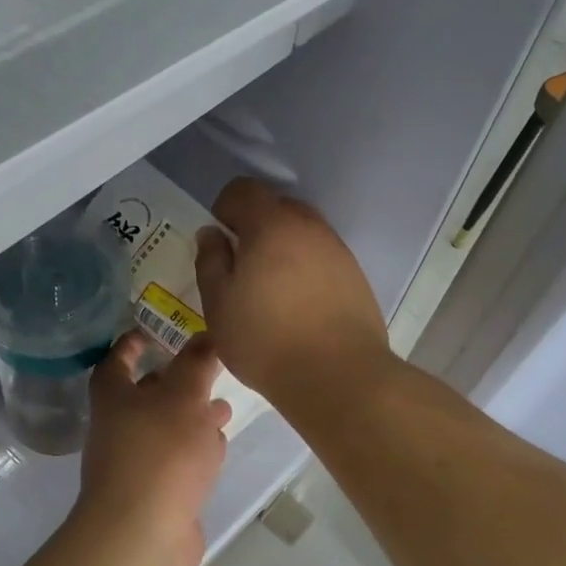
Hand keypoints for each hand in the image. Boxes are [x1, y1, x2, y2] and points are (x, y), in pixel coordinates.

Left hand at [71, 331, 230, 565]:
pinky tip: (217, 449)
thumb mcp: (184, 397)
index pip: (116, 363)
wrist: (143, 535)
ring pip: (166, 432)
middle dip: (175, 384)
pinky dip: (195, 452)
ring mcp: (136, 467)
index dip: (130, 346)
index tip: (148, 332)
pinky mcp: (156, 496)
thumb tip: (207, 335)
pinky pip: (176, 464)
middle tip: (206, 372)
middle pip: (144, 399)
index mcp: (114, 399)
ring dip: (191, 419)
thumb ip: (197, 364)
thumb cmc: (160, 453)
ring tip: (224, 409)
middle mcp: (118, 430)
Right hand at [194, 178, 392, 411]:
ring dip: (282, 250)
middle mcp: (310, 227)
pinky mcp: (355, 277)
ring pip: (302, 234)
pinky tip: (298, 307)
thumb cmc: (265, 340)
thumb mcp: (218, 304)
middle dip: (255, 228)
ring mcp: (338, 251)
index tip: (219, 243)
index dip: (224, 209)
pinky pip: (322, 259)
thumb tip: (212, 234)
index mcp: (272, 225)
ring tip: (270, 292)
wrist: (337, 376)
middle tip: (241, 269)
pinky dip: (305, 270)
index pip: (243, 190)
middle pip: (276, 207)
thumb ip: (210, 261)